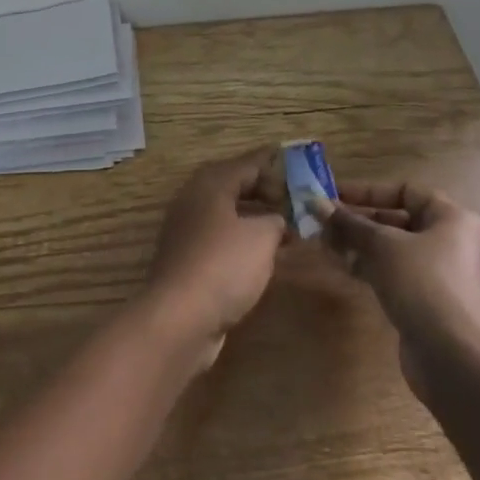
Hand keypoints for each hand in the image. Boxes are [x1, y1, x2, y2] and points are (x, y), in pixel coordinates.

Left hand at [140, 153, 286, 367]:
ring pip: (228, 214)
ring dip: (256, 220)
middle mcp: (195, 199)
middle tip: (296, 204)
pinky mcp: (188, 258)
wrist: (180, 316)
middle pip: (235, 186)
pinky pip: (222, 238)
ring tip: (288, 231)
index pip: (247, 164)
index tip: (300, 170)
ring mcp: (188, 229)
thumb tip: (276, 220)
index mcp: (211, 183)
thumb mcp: (261, 237)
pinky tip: (264, 257)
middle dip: (266, 193)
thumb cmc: (224, 264)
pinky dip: (243, 241)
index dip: (275, 167)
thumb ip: (275, 220)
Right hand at [317, 183, 479, 405]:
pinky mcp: (433, 306)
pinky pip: (398, 276)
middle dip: (358, 221)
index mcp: (452, 219)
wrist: (458, 362)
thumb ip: (348, 223)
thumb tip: (314, 202)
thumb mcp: (381, 245)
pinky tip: (346, 271)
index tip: (333, 195)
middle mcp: (453, 243)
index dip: (367, 191)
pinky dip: (373, 269)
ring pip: (395, 251)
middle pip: (399, 221)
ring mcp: (445, 277)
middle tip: (323, 223)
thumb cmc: (424, 284)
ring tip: (326, 246)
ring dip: (360, 246)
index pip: (405, 191)